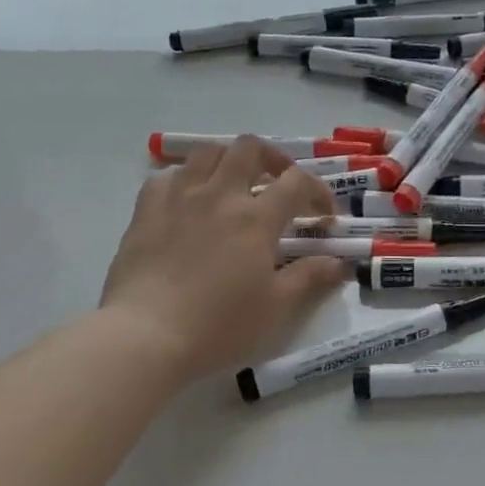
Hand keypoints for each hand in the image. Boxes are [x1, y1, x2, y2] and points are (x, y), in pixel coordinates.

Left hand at [100, 138, 349, 381]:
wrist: (146, 336)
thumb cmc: (218, 325)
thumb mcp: (275, 307)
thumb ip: (309, 277)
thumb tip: (339, 262)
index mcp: (256, 218)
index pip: (297, 182)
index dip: (318, 191)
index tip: (324, 215)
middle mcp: (219, 195)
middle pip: (249, 149)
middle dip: (272, 159)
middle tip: (279, 184)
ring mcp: (179, 198)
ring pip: (207, 152)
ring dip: (228, 161)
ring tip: (234, 185)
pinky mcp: (146, 211)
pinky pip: (167, 176)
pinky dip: (185, 180)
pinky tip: (188, 201)